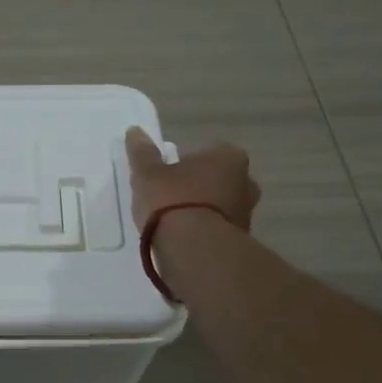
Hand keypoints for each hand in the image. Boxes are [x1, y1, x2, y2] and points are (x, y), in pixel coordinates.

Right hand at [123, 127, 259, 231]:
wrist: (194, 251)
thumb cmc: (172, 201)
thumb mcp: (148, 174)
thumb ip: (142, 153)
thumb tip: (134, 131)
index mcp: (228, 157)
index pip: (205, 151)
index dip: (183, 162)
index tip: (165, 176)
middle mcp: (246, 181)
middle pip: (215, 178)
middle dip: (197, 186)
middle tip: (169, 197)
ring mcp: (246, 213)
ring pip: (219, 204)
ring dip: (201, 210)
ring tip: (172, 222)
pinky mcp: (240, 240)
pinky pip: (217, 228)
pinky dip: (203, 231)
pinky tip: (182, 239)